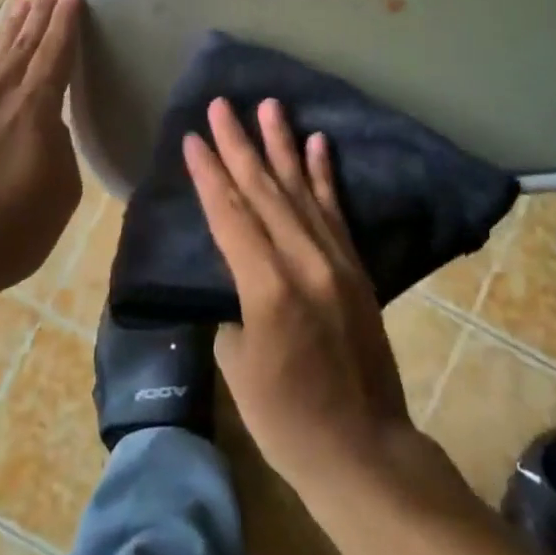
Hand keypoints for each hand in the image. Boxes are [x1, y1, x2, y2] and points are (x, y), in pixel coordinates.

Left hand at [0, 0, 83, 299]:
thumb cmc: (6, 232)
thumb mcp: (59, 195)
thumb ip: (59, 150)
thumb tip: (48, 130)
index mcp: (33, 109)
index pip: (55, 53)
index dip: (65, 22)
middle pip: (24, 43)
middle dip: (40, 11)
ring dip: (13, 27)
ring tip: (24, 2)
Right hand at [185, 98, 413, 491]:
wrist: (363, 450)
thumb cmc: (287, 421)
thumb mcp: (239, 369)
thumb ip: (234, 311)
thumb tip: (238, 284)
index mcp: (267, 288)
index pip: (230, 216)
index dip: (209, 174)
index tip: (192, 138)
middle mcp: (303, 261)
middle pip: (263, 190)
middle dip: (238, 144)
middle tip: (221, 104)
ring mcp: (334, 260)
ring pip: (300, 189)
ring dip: (281, 144)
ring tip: (269, 105)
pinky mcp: (354, 266)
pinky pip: (335, 210)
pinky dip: (323, 174)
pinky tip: (316, 142)